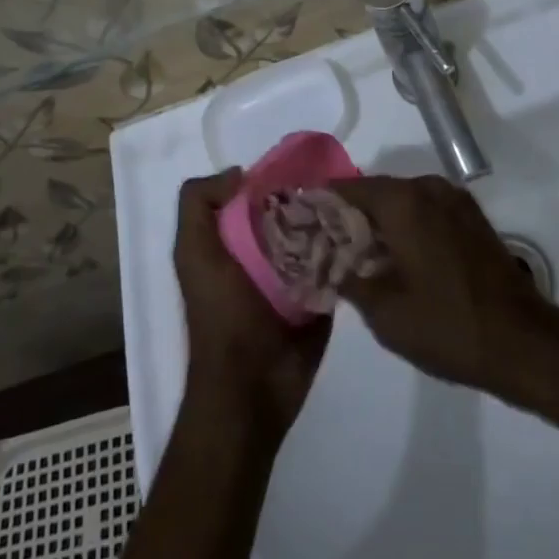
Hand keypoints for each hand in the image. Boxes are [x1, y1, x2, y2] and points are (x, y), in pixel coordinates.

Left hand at [173, 170, 331, 440]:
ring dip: (334, 221)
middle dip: (310, 197)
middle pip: (293, 209)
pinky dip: (348, 250)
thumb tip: (241, 173)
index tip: (298, 168)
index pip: (257, 192)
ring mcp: (297, 274)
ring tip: (356, 208)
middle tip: (336, 187)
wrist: (252, 389)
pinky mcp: (322, 296)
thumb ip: (199, 204)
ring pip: (319, 232)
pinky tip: (364, 236)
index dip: (272, 178)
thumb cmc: (221, 315)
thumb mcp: (193, 252)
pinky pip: (338, 264)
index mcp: (234, 238)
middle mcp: (265, 250)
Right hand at [332, 175, 546, 392]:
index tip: (304, 224)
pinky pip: (425, 211)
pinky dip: (407, 226)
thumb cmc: (446, 326)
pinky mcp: (471, 217)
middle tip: (328, 245)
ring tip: (360, 256)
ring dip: (380, 222)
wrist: (523, 343)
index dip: (322, 205)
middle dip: (350, 216)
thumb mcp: (383, 312)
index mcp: (401, 200)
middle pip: (374, 192)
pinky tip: (398, 258)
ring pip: (401, 202)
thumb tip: (329, 261)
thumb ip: (348, 278)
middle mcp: (426, 187)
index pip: (346, 188)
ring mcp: (453, 199)